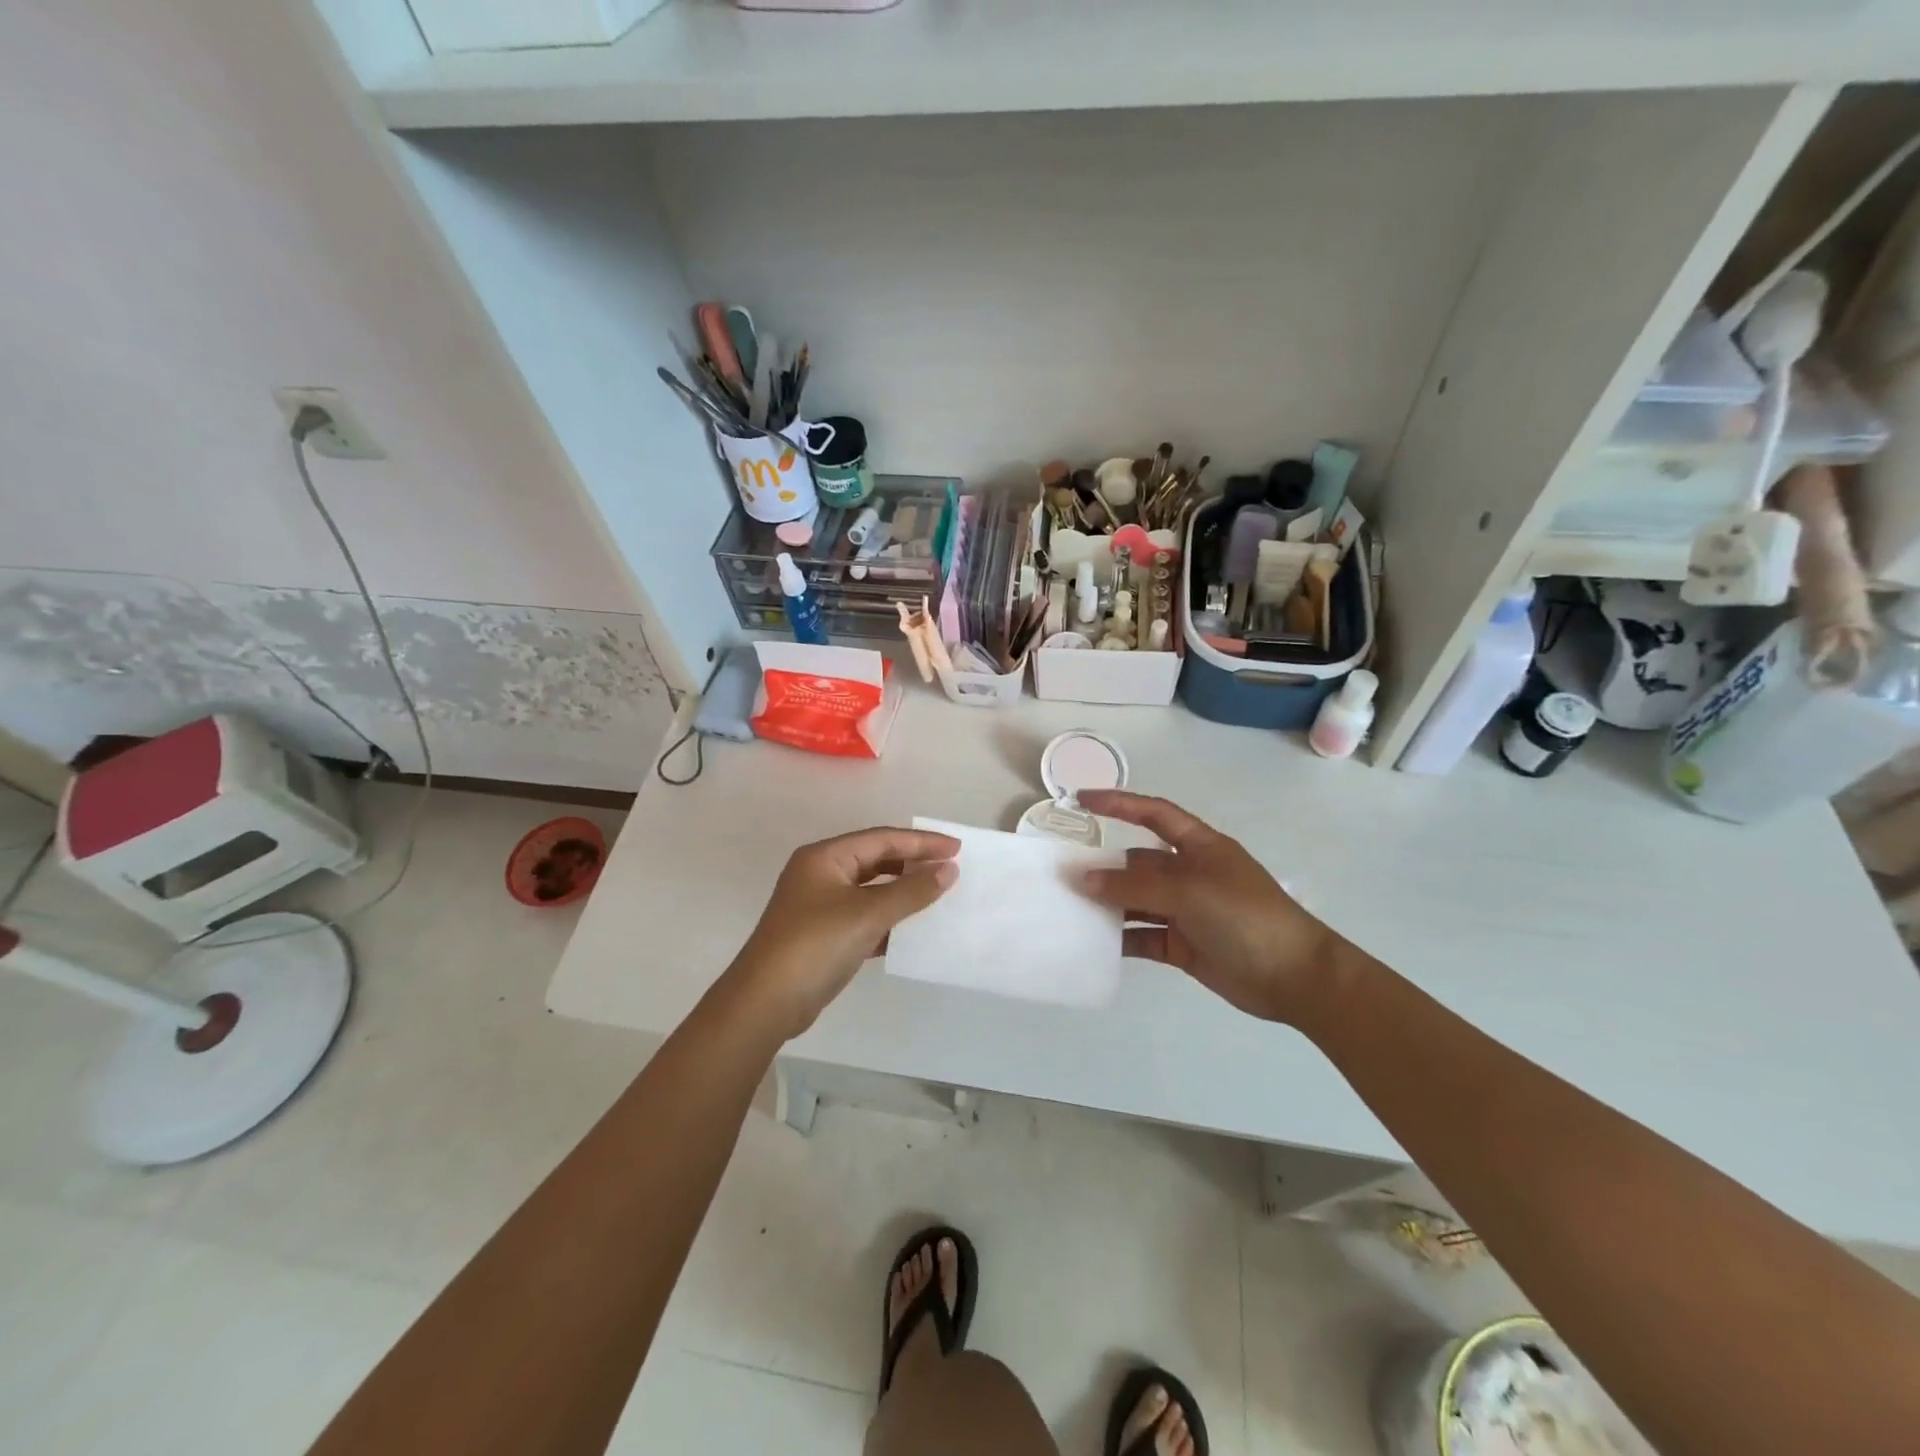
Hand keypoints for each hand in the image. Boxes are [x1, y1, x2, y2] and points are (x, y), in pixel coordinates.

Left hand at [726, 826, 959, 1037]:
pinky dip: (889, 920)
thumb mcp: (868, 914)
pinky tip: (913, 931)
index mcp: (825, 857)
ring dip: (903, 892)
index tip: (956, 849)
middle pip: (876, 860)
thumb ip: (911, 891)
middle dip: (913, 864)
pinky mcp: (824, 935)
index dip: (921, 842)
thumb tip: (948, 870)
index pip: (882, 839)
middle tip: (950, 869)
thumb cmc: (816, 945)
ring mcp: (820, 906)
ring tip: (938, 895)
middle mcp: (820, 874)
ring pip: (871, 890)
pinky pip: (864, 917)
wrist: (765, 1003)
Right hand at [1075, 790, 1342, 1023]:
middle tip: (1062, 872)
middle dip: (1104, 866)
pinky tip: (1093, 943)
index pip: (1153, 814)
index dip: (1119, 803)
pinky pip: (1142, 936)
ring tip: (1069, 908)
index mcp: (1199, 847)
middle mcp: (1189, 874)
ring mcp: (1186, 911)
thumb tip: (1082, 879)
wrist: (1294, 977)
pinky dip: (1120, 938)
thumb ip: (1133, 886)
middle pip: (1137, 863)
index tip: (1081, 801)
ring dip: (1108, 904)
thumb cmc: (1245, 917)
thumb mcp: (1189, 892)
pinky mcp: (1183, 945)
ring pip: (1136, 901)